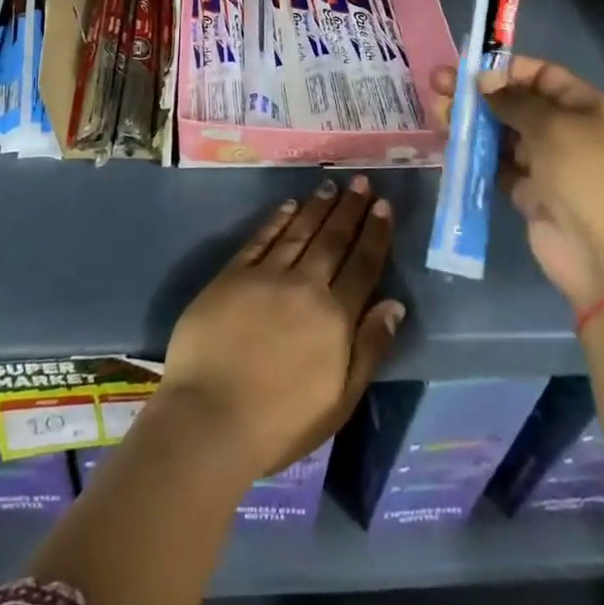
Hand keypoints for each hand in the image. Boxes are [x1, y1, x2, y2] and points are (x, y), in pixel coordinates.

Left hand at [161, 176, 403, 480]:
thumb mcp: (340, 400)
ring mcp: (265, 276)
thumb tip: (394, 304)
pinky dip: (277, 219)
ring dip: (317, 207)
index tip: (383, 206)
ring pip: (299, 232)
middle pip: (332, 240)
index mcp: (334, 318)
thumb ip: (369, 349)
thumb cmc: (281, 422)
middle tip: (361, 181)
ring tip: (331, 185)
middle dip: (350, 209)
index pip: (362, 266)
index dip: (374, 234)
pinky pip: (260, 238)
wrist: (210, 418)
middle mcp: (304, 286)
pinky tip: (289, 205)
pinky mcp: (232, 275)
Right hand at [431, 56, 603, 308]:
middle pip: (515, 102)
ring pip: (501, 133)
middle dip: (479, 93)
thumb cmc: (587, 177)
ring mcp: (546, 162)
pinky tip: (448, 143)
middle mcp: (565, 130)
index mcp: (584, 107)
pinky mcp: (527, 191)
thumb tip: (481, 78)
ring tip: (439, 114)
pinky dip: (474, 154)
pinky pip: (496, 164)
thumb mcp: (553, 127)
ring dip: (472, 122)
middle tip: (438, 85)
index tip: (468, 67)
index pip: (541, 74)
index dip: (505, 68)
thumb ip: (512, 100)